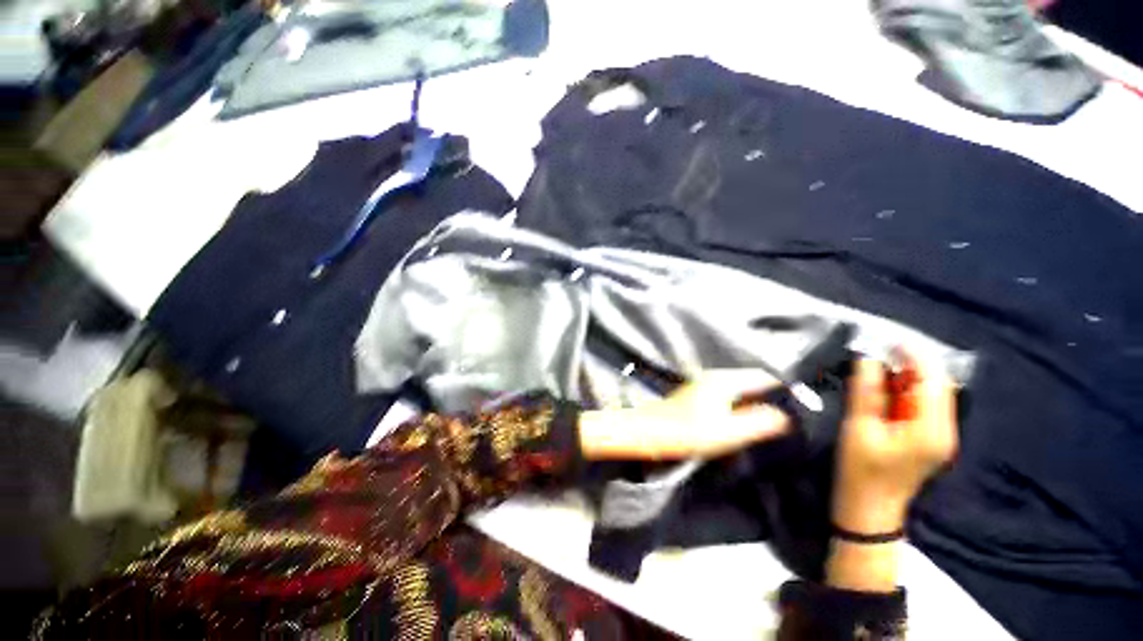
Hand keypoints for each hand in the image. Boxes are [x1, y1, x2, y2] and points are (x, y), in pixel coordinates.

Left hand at [578, 369, 790, 460]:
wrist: (649, 432)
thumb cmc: (686, 432)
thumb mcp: (726, 432)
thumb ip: (757, 423)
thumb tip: (784, 416)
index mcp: (723, 381)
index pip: (762, 375)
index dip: (783, 387)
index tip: (802, 403)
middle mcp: (714, 378)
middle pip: (751, 381)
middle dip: (771, 394)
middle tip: (792, 414)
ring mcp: (705, 385)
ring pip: (739, 389)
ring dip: (756, 401)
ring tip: (774, 419)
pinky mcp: (698, 396)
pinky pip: (728, 396)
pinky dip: (741, 404)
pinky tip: (747, 420)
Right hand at [832, 352, 958, 536]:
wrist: (869, 509)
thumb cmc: (861, 470)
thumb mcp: (859, 428)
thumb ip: (866, 392)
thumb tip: (868, 359)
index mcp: (932, 429)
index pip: (934, 381)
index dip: (915, 357)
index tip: (888, 340)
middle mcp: (944, 430)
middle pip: (936, 386)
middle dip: (910, 365)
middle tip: (877, 352)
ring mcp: (938, 436)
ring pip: (929, 395)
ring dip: (906, 378)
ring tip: (876, 367)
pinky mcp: (928, 440)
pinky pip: (921, 407)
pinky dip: (904, 392)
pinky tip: (883, 389)